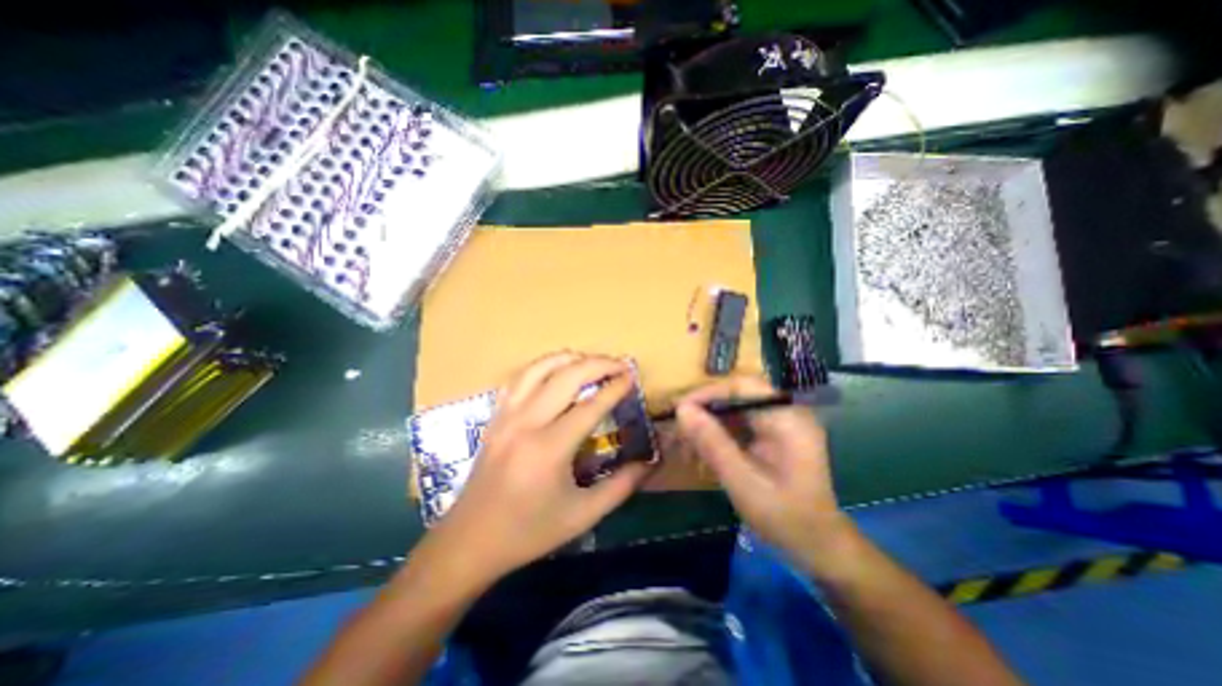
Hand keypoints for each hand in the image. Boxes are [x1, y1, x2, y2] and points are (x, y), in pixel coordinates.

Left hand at [427, 353, 652, 583]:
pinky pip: (518, 378)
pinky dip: (541, 367)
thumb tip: (649, 462)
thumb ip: (621, 486)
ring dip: (568, 358)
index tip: (632, 376)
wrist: (470, 541)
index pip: (590, 406)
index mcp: (549, 449)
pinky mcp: (495, 416)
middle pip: (566, 376)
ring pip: (538, 368)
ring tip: (590, 361)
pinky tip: (555, 370)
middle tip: (619, 364)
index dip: (615, 388)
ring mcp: (506, 415)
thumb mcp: (582, 515)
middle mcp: (526, 423)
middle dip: (597, 364)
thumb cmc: (529, 531)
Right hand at [677, 377, 852, 559]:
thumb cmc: (784, 517)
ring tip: (686, 445)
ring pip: (734, 409)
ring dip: (709, 424)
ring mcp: (781, 422)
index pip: (742, 387)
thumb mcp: (742, 482)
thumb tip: (682, 410)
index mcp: (788, 419)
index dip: (707, 393)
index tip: (679, 410)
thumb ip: (712, 443)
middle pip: (736, 396)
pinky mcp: (774, 434)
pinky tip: (703, 452)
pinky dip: (719, 435)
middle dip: (705, 411)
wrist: (817, 545)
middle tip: (678, 430)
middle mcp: (786, 412)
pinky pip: (740, 424)